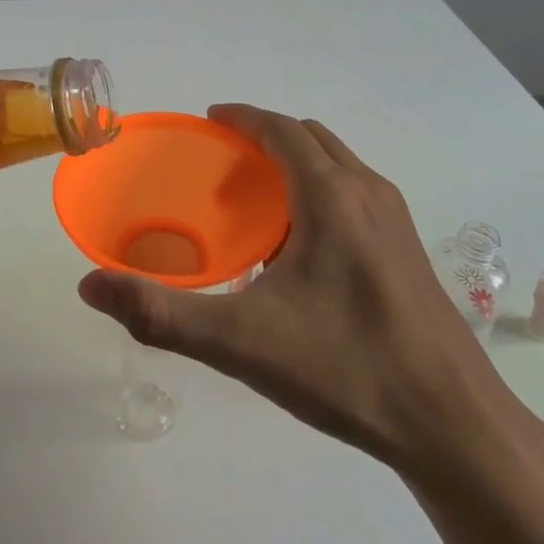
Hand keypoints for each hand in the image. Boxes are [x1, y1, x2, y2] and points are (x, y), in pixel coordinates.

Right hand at [78, 104, 517, 474]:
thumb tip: (90, 286)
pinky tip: (299, 252)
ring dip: (295, 165)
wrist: (452, 425)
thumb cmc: (346, 369)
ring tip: (254, 204)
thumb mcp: (242, 343)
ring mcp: (396, 221)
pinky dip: (319, 193)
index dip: (242, 117)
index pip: (281, 130)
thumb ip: (161, 314)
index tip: (208, 120)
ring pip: (338, 166)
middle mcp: (368, 193)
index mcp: (331, 196)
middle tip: (222, 164)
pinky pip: (354, 196)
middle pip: (311, 139)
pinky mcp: (408, 251)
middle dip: (265, 138)